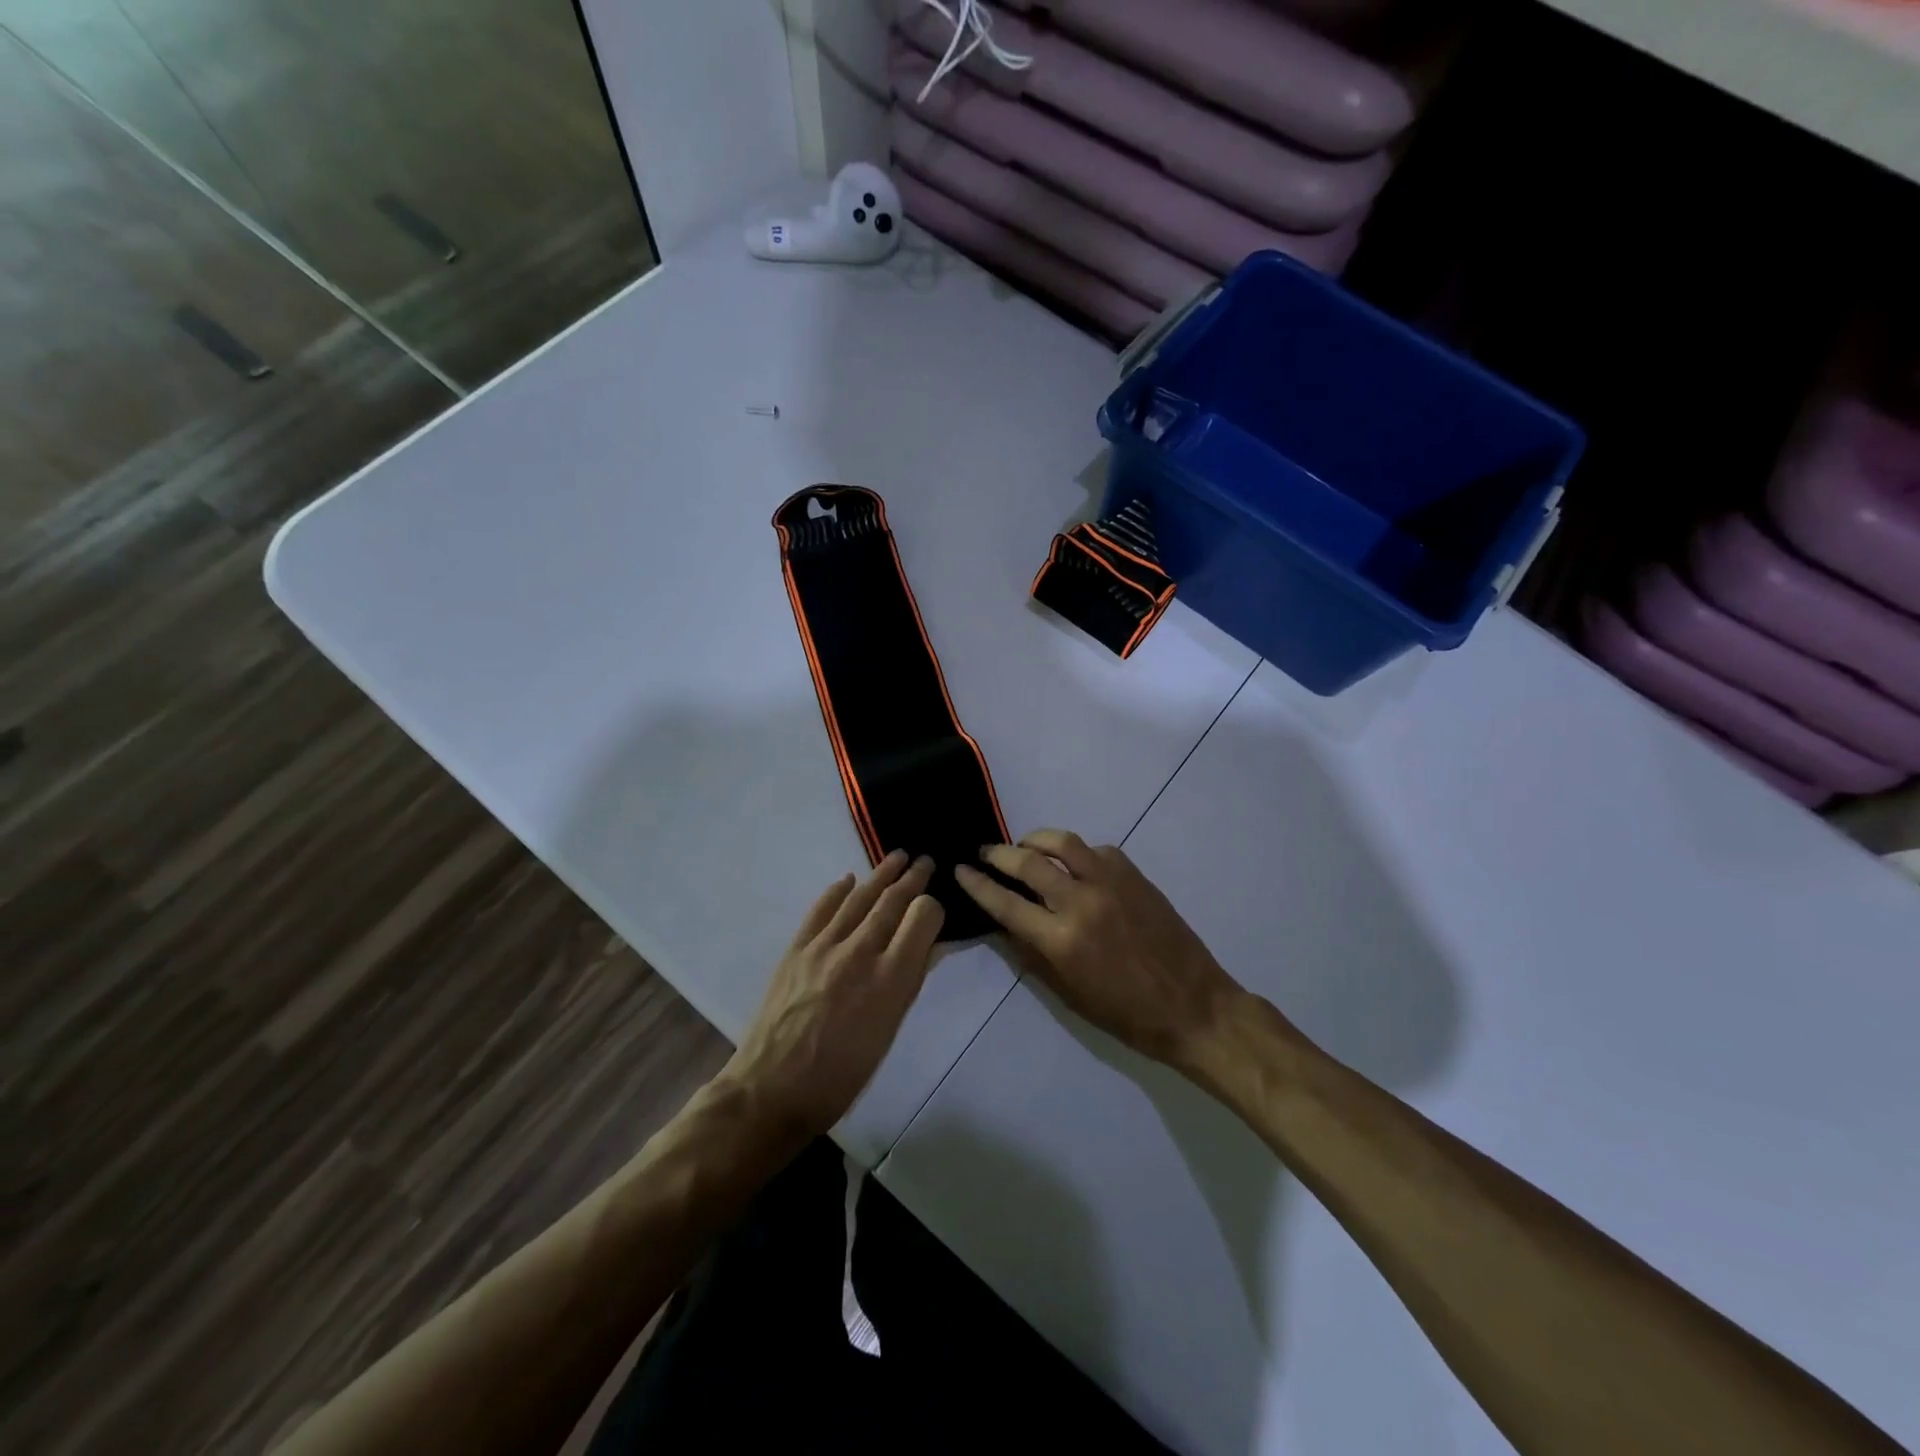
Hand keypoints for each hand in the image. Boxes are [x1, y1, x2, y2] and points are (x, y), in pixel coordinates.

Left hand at [726, 851, 944, 1137]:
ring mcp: (824, 946)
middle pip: (892, 901)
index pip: (922, 918)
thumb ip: (908, 983)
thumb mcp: (889, 1033)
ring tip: (897, 857)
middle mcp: (860, 952)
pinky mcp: (796, 948)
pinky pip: (821, 908)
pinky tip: (848, 880)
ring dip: (881, 874)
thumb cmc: (842, 1075)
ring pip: (859, 897)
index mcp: (891, 979)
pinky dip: (837, 891)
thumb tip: (928, 947)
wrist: (773, 1089)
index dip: (933, 906)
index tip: (935, 905)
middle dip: (912, 878)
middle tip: (924, 861)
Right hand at [954, 831, 1242, 1069]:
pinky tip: (1074, 865)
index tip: (960, 869)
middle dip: (998, 853)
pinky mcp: (1134, 875)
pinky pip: (1096, 850)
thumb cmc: (1127, 1015)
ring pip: (1063, 843)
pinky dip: (1077, 853)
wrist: (1194, 1006)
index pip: (1005, 903)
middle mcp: (1082, 902)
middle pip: (1028, 862)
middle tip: (985, 853)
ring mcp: (1111, 883)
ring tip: (1025, 846)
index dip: (977, 884)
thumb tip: (1006, 924)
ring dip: (1035, 839)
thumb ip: (1032, 955)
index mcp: (1062, 941)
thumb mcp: (1069, 995)